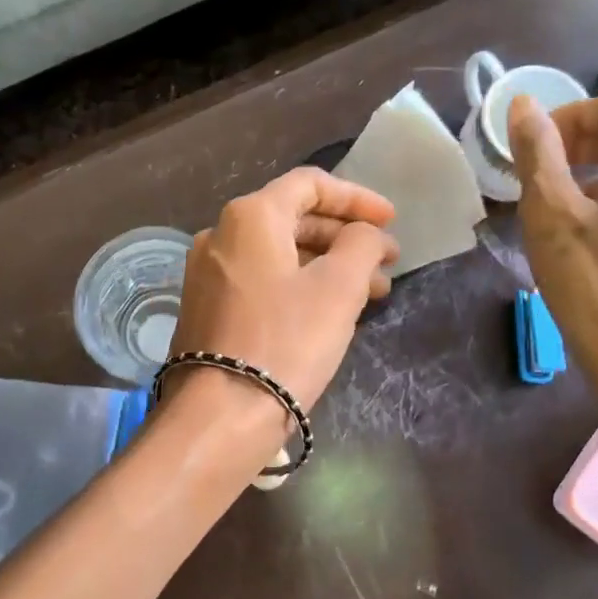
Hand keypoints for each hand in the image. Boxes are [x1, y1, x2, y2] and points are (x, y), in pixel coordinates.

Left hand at [168, 167, 398, 412]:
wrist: (220, 414)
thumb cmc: (286, 342)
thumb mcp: (339, 288)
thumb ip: (361, 245)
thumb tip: (363, 234)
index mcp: (249, 217)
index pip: (309, 184)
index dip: (357, 198)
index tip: (391, 221)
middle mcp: (219, 236)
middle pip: (293, 219)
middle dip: (345, 237)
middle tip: (387, 262)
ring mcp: (207, 274)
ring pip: (278, 255)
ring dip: (327, 265)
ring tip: (371, 293)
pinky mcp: (206, 308)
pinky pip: (261, 281)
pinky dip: (298, 285)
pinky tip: (328, 310)